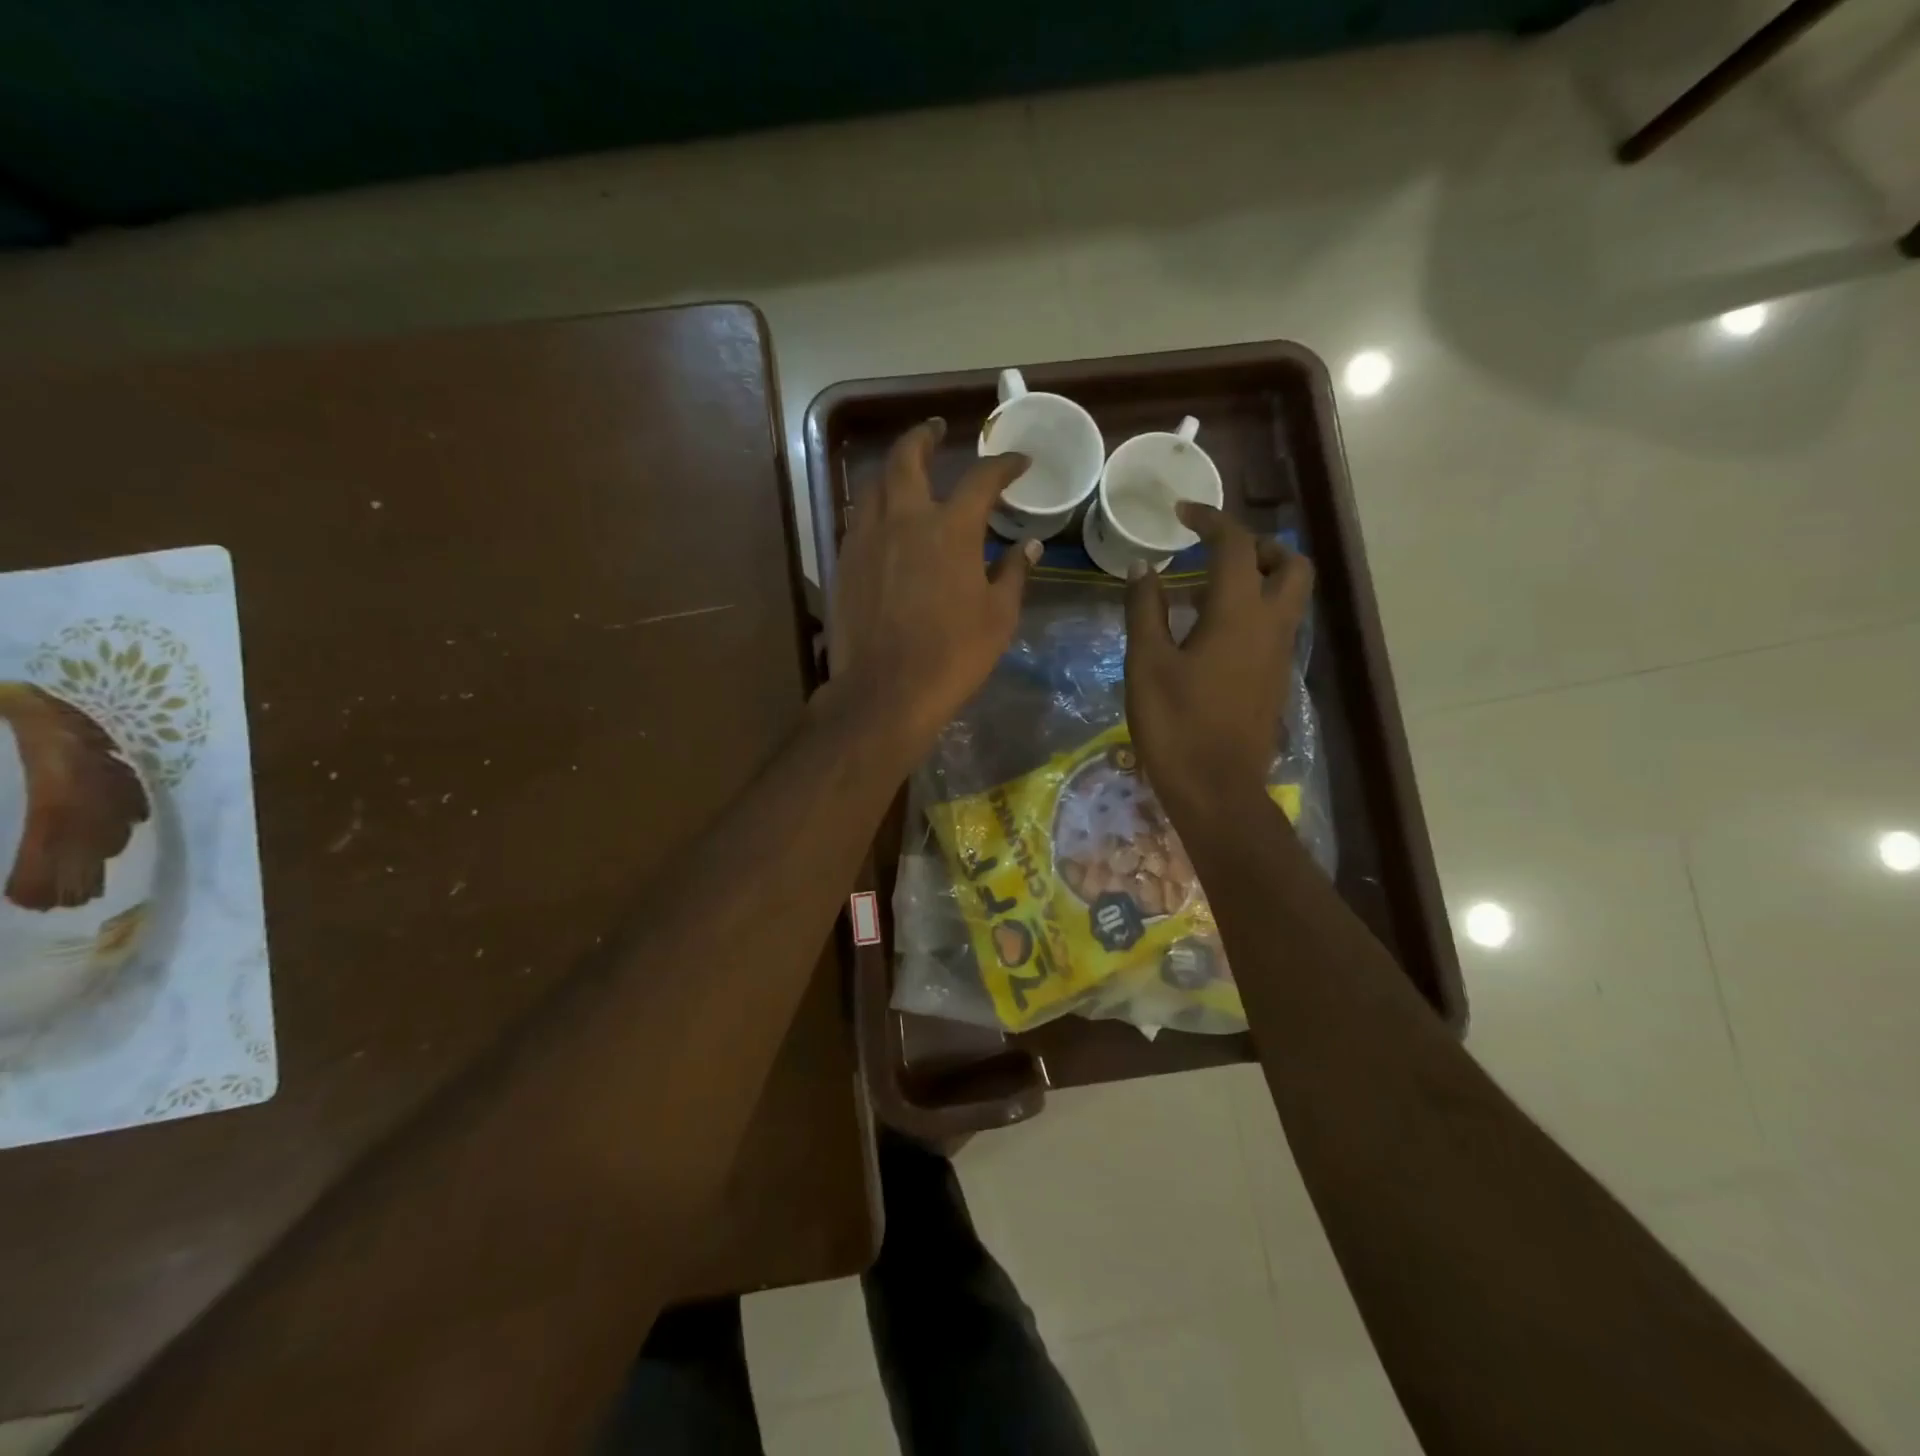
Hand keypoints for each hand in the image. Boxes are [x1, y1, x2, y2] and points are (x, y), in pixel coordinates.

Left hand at [827, 419, 1038, 757]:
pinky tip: (882, 521)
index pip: (981, 480)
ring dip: (892, 470)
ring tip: (905, 473)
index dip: (1003, 465)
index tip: (1018, 462)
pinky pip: (857, 519)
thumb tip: (1027, 547)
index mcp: (950, 530)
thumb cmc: (953, 656)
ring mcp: (867, 539)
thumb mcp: (998, 618)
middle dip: (923, 436)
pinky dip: (874, 508)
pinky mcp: (844, 562)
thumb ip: (1013, 575)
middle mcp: (904, 520)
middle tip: (935, 430)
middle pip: (907, 458)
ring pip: (874, 484)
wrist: (886, 691)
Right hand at [1124, 503, 1313, 822]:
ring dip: (1260, 579)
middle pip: (1291, 564)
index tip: (1182, 513)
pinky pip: (1277, 627)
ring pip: (1290, 597)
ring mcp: (1280, 655)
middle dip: (1260, 546)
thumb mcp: (1146, 664)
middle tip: (1218, 553)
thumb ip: (1145, 610)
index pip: (1236, 546)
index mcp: (1238, 613)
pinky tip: (1214, 635)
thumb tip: (1144, 568)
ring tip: (1208, 593)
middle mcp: (1272, 626)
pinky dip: (1255, 611)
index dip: (1210, 520)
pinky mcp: (1276, 680)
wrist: (1217, 789)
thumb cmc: (1176, 724)